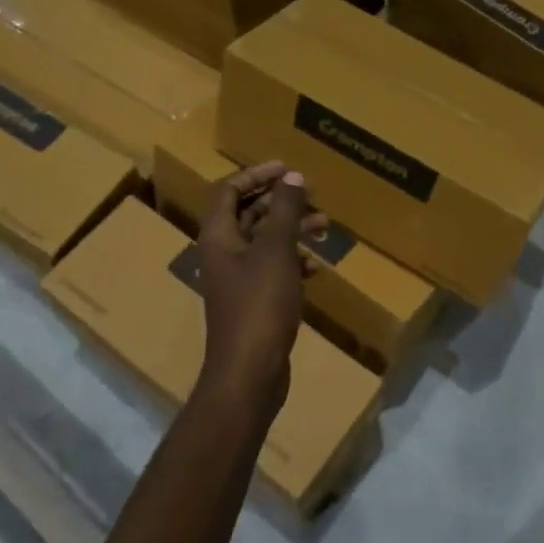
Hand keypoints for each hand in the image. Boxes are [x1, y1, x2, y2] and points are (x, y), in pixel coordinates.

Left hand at [198, 162, 324, 411]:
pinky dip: (293, 261)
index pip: (228, 190)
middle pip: (248, 214)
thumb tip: (292, 177)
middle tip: (312, 196)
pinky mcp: (254, 302)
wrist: (250, 372)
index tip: (287, 169)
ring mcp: (238, 280)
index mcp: (219, 236)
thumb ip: (284, 211)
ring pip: (264, 242)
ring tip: (324, 227)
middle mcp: (223, 254)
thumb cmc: (260, 305)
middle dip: (280, 202)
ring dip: (292, 230)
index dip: (255, 174)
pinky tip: (315, 266)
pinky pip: (273, 269)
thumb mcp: (275, 251)